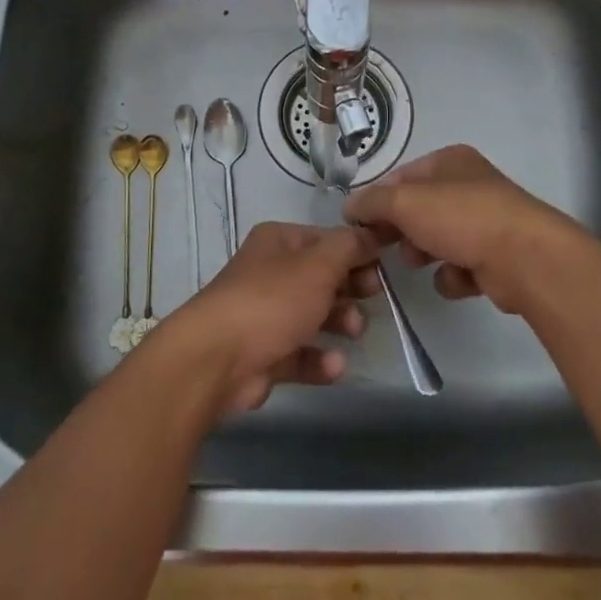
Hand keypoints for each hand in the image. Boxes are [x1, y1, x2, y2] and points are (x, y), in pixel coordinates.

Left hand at [154, 222, 381, 414]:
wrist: (217, 359)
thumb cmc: (272, 300)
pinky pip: (302, 353)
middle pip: (322, 277)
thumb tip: (372, 233)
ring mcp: (266, 315)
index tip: (384, 266)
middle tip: (373, 297)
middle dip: (350, 288)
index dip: (357, 251)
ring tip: (353, 331)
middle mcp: (271, 273)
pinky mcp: (265, 355)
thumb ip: (350, 247)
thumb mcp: (319, 264)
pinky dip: (321, 360)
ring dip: (340, 323)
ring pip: (314, 316)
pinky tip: (335, 366)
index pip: (326, 240)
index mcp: (279, 242)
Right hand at [344, 145, 592, 315]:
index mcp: (451, 160)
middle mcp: (470, 185)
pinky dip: (454, 276)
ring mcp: (487, 222)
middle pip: (420, 209)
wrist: (525, 259)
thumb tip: (350, 207)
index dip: (379, 199)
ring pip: (439, 239)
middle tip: (385, 247)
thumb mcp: (404, 202)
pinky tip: (458, 279)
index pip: (402, 176)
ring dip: (425, 254)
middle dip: (402, 230)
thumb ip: (371, 202)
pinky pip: (461, 267)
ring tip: (421, 263)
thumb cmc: (460, 218)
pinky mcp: (498, 258)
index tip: (361, 225)